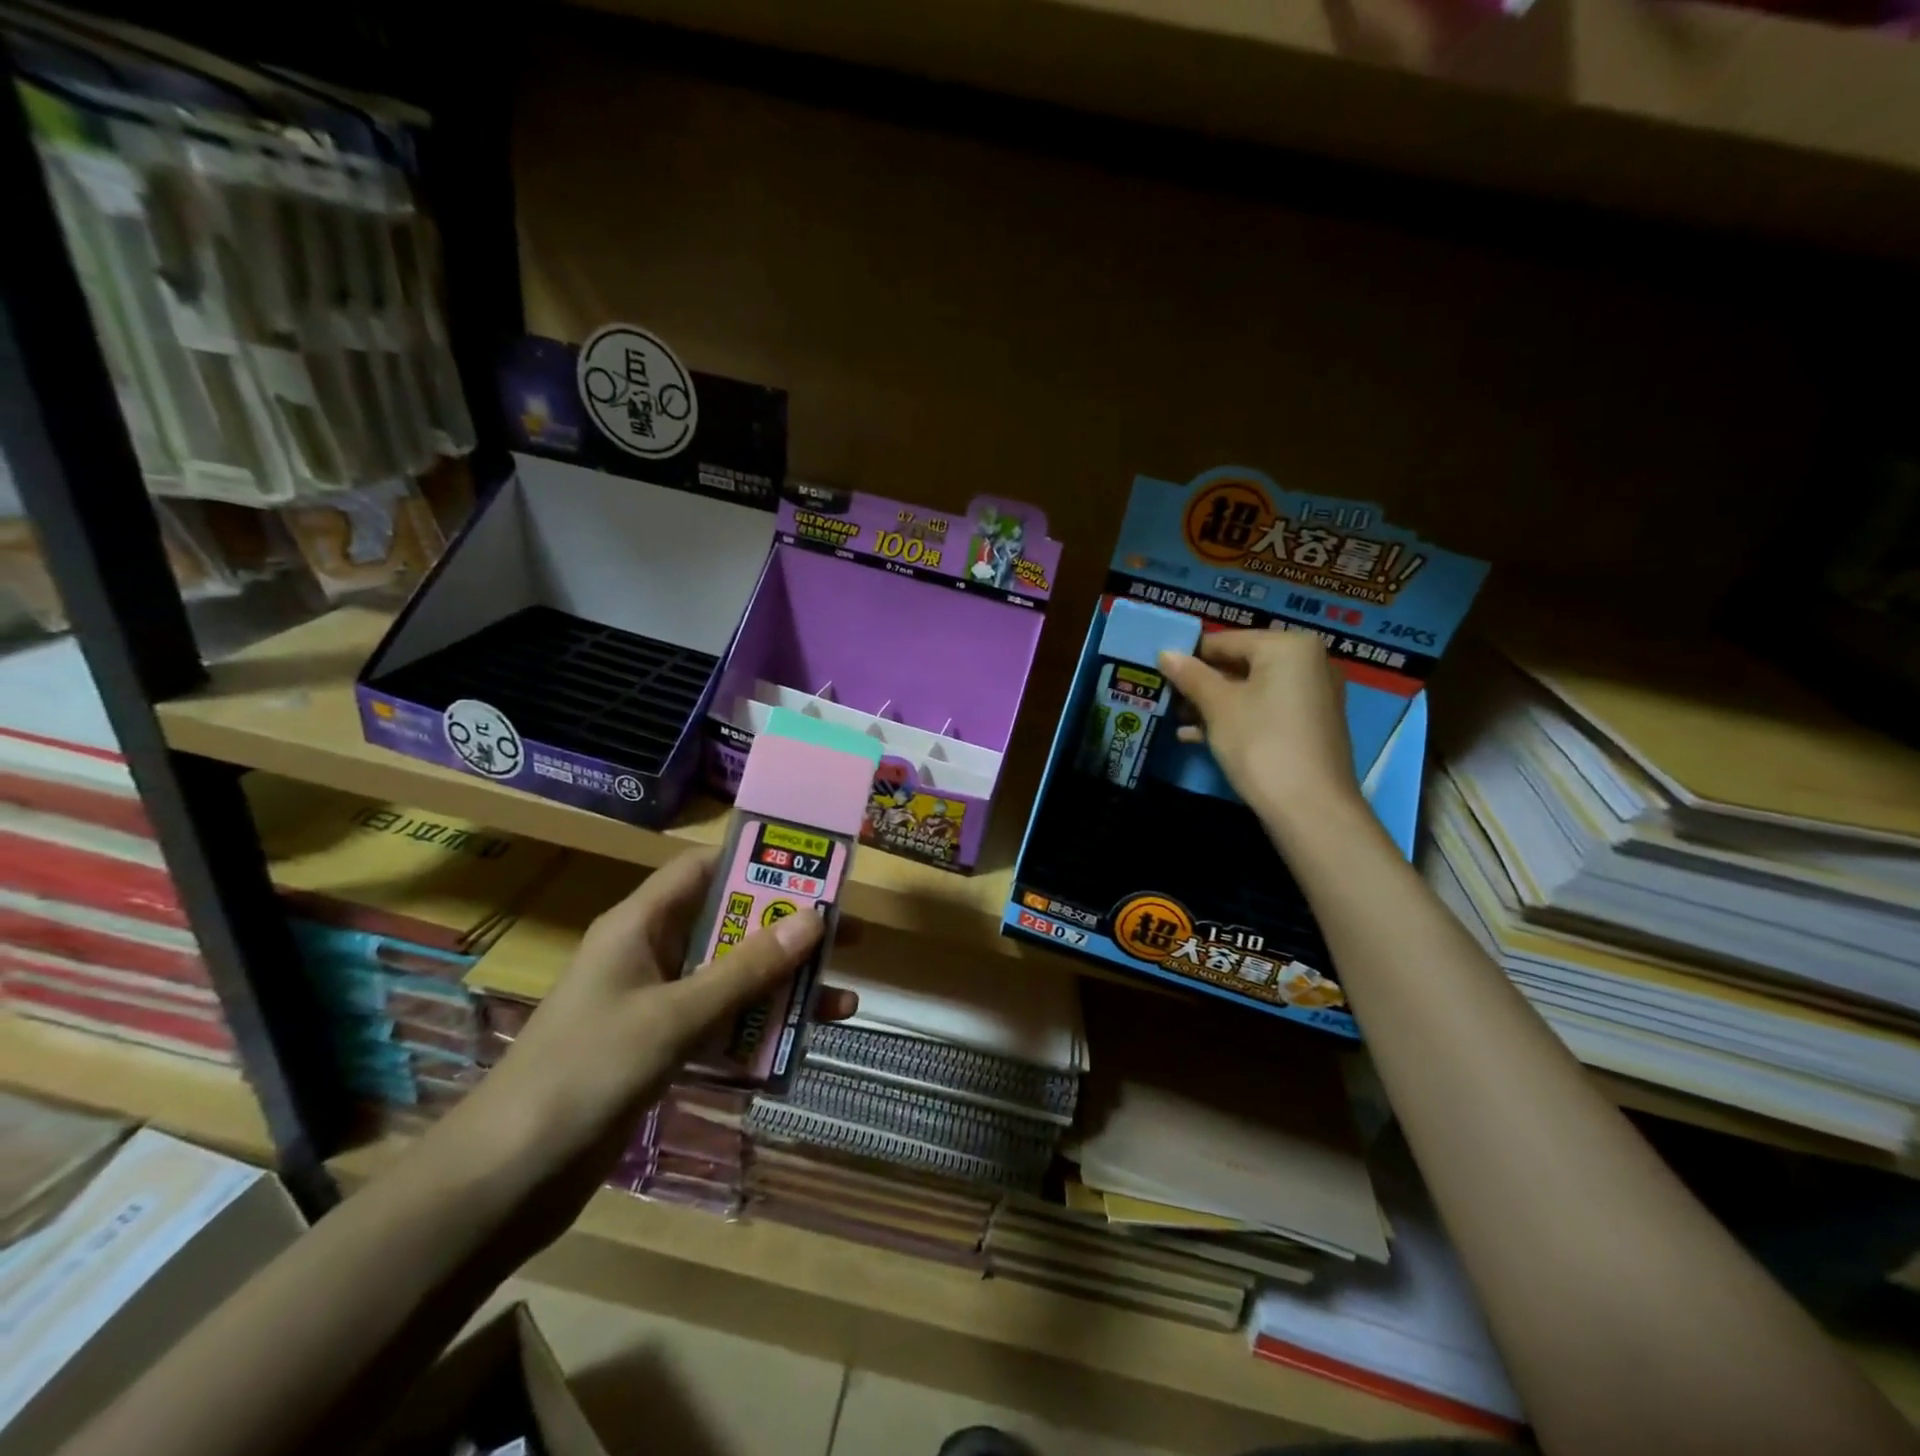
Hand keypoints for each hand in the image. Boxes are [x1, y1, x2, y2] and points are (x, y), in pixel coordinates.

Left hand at [440, 847, 855, 1240]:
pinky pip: (721, 1024)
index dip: (755, 862)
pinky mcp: (660, 1049)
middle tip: (847, 936)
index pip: (702, 870)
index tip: (813, 868)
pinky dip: (757, 1030)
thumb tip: (814, 918)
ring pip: (732, 979)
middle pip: (729, 925)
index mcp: (639, 926)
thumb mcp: (674, 1017)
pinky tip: (798, 1045)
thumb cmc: (585, 1073)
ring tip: (842, 1000)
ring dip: (782, 987)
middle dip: (786, 931)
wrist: (505, 1181)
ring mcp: (655, 1004)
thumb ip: (745, 970)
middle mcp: (650, 954)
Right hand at [1157, 628, 1363, 836]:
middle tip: (1165, 696)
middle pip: (1241, 664)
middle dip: (1201, 683)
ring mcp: (1312, 696)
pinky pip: (1264, 710)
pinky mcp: (1309, 726)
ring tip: (1175, 718)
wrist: (1310, 808)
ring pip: (1250, 690)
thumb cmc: (1261, 742)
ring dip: (1212, 704)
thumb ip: (1191, 676)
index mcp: (1289, 646)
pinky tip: (1196, 736)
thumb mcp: (1218, 706)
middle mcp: (1308, 663)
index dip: (1189, 656)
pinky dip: (1234, 719)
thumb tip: (1165, 654)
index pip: (1226, 641)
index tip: (1158, 671)